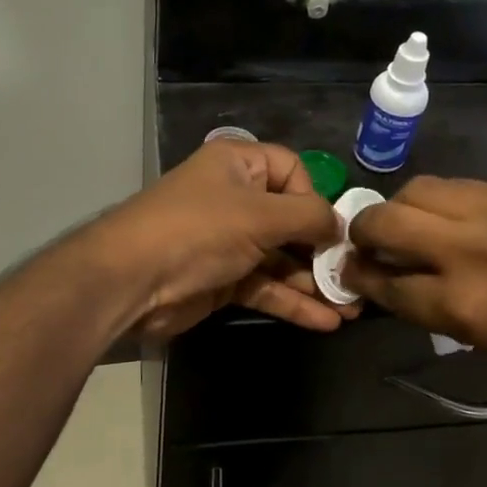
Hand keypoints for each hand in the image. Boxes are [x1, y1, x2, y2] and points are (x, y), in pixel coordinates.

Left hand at [88, 140, 353, 339]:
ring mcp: (228, 242)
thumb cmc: (199, 230)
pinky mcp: (223, 280)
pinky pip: (265, 287)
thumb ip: (308, 217)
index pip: (292, 170)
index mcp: (239, 165)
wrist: (131, 281)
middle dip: (323, 250)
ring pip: (281, 259)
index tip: (330, 228)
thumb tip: (340, 226)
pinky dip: (292, 302)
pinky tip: (326, 321)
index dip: (314, 197)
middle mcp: (235, 199)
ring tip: (351, 306)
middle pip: (290, 219)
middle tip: (355, 276)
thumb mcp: (260, 215)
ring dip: (313, 282)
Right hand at [340, 177, 486, 378]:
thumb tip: (395, 284)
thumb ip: (434, 309)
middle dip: (362, 234)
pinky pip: (453, 185)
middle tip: (367, 244)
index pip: (385, 283)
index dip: (360, 279)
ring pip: (415, 191)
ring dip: (397, 208)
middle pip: (385, 223)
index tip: (351, 274)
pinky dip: (435, 200)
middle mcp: (466, 250)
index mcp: (461, 304)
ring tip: (406, 224)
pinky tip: (445, 215)